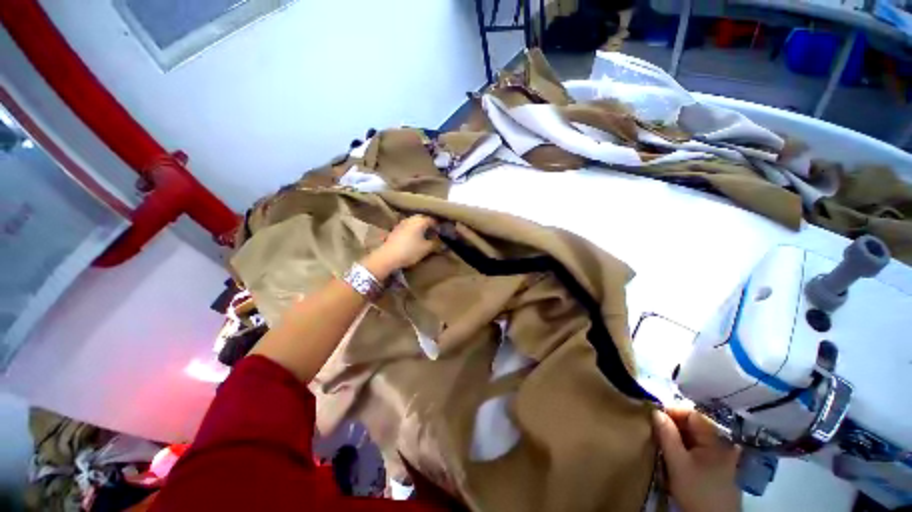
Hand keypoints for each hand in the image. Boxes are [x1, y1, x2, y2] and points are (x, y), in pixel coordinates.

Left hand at [362, 215, 437, 278]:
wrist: (388, 256)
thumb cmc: (410, 250)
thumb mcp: (426, 248)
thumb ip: (436, 244)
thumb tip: (443, 243)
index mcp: (420, 221)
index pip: (433, 220)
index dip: (439, 226)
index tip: (442, 233)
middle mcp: (411, 219)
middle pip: (423, 219)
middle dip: (429, 225)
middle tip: (434, 233)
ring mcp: (402, 223)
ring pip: (415, 222)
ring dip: (420, 227)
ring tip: (425, 236)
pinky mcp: (396, 229)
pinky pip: (408, 226)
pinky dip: (413, 230)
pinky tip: (414, 238)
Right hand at [652, 407, 741, 511]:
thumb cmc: (696, 490)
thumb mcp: (677, 462)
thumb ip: (667, 434)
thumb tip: (655, 411)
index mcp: (715, 440)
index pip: (692, 414)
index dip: (672, 411)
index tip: (654, 416)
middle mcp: (721, 444)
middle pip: (694, 425)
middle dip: (673, 425)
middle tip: (655, 430)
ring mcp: (721, 457)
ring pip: (694, 438)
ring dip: (677, 437)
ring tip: (662, 442)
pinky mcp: (717, 469)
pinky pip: (698, 449)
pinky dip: (684, 448)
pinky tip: (674, 455)